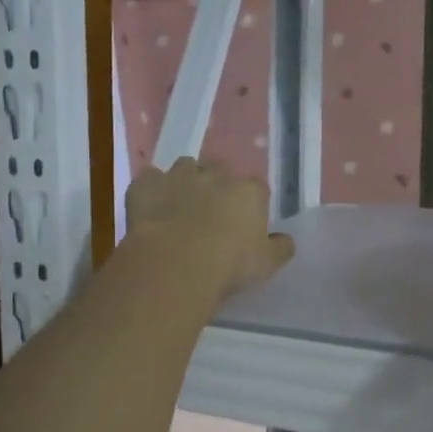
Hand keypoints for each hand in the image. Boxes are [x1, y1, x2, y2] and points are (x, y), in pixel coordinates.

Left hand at [124, 158, 294, 297]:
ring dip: (185, 182)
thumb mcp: (266, 264)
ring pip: (185, 167)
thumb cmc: (229, 264)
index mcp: (249, 191)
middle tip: (211, 214)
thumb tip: (286, 240)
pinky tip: (151, 208)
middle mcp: (216, 175)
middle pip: (220, 171)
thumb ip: (280, 248)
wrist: (175, 263)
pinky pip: (150, 179)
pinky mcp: (146, 184)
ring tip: (180, 207)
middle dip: (217, 186)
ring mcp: (178, 175)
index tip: (244, 223)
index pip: (256, 188)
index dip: (250, 204)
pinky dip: (152, 190)